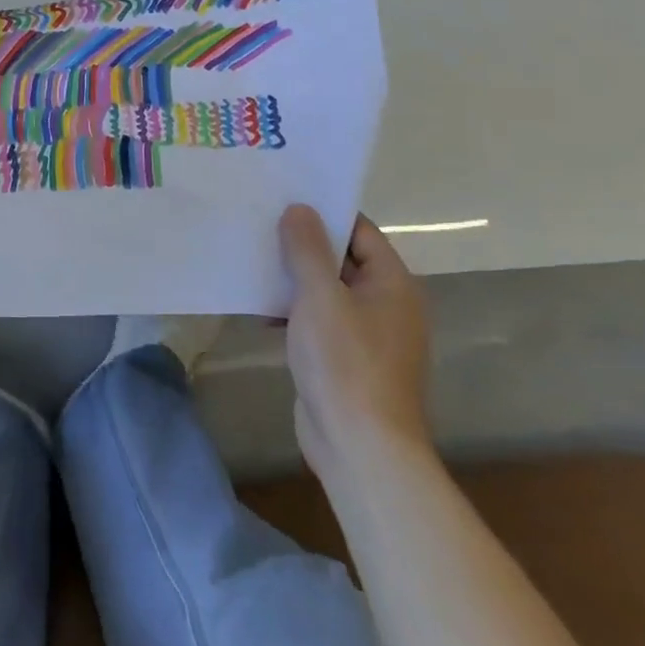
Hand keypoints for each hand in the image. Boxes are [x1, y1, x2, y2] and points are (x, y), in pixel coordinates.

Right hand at [279, 205, 431, 476]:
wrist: (361, 448)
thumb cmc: (346, 363)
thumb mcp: (320, 296)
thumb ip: (307, 249)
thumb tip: (299, 208)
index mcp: (393, 284)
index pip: (358, 230)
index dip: (323, 212)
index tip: (284, 196)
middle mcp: (386, 304)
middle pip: (341, 259)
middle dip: (302, 245)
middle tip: (259, 223)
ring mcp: (367, 335)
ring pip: (327, 291)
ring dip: (293, 279)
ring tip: (252, 260)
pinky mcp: (347, 360)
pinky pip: (319, 321)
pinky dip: (294, 311)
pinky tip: (260, 311)